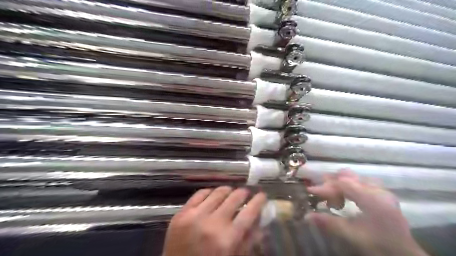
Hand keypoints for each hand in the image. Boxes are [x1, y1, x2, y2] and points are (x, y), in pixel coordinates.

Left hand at [163, 186, 267, 255]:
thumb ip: (248, 240)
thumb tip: (260, 220)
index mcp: (227, 239)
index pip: (249, 212)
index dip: (258, 201)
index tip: (262, 195)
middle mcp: (212, 223)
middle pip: (234, 197)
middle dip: (244, 193)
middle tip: (245, 194)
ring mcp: (195, 216)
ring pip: (218, 192)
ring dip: (228, 190)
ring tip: (230, 193)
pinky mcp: (181, 213)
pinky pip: (200, 193)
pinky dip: (210, 192)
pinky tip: (213, 195)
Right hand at [306, 170, 427, 255]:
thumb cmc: (379, 245)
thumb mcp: (352, 235)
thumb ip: (329, 223)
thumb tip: (307, 216)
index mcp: (372, 198)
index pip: (342, 184)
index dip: (324, 187)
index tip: (310, 191)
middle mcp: (378, 190)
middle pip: (348, 177)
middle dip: (331, 183)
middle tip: (320, 192)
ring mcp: (382, 192)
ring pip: (355, 179)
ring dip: (340, 185)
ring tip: (332, 196)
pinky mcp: (383, 196)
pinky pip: (361, 184)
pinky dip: (349, 188)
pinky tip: (346, 199)